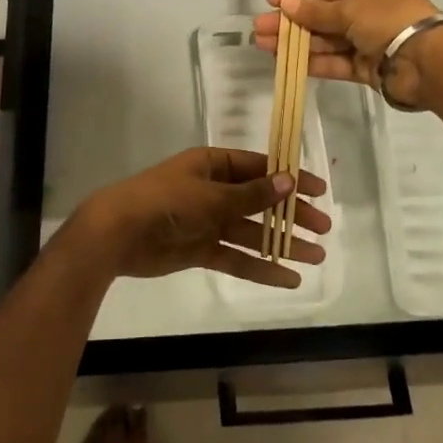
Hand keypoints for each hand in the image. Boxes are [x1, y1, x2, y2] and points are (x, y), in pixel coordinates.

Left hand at [73, 148, 330, 287]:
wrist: (118, 233)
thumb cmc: (166, 200)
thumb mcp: (212, 194)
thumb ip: (251, 194)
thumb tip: (289, 182)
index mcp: (213, 165)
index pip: (259, 168)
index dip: (289, 178)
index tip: (319, 190)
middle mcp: (213, 190)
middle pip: (260, 201)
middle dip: (291, 214)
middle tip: (324, 228)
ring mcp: (207, 221)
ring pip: (252, 232)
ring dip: (282, 243)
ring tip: (316, 256)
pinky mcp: (200, 250)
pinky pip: (236, 257)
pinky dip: (260, 267)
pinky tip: (287, 278)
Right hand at [253, 0, 442, 110]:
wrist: (430, 64)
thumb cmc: (391, 22)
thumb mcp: (351, 10)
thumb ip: (316, 11)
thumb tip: (285, 2)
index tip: (272, 1)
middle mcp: (367, 13)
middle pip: (322, 17)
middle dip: (291, 22)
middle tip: (259, 28)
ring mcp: (367, 43)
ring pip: (325, 41)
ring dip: (296, 43)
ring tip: (264, 45)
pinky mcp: (367, 70)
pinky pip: (336, 63)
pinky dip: (314, 62)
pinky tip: (288, 62)